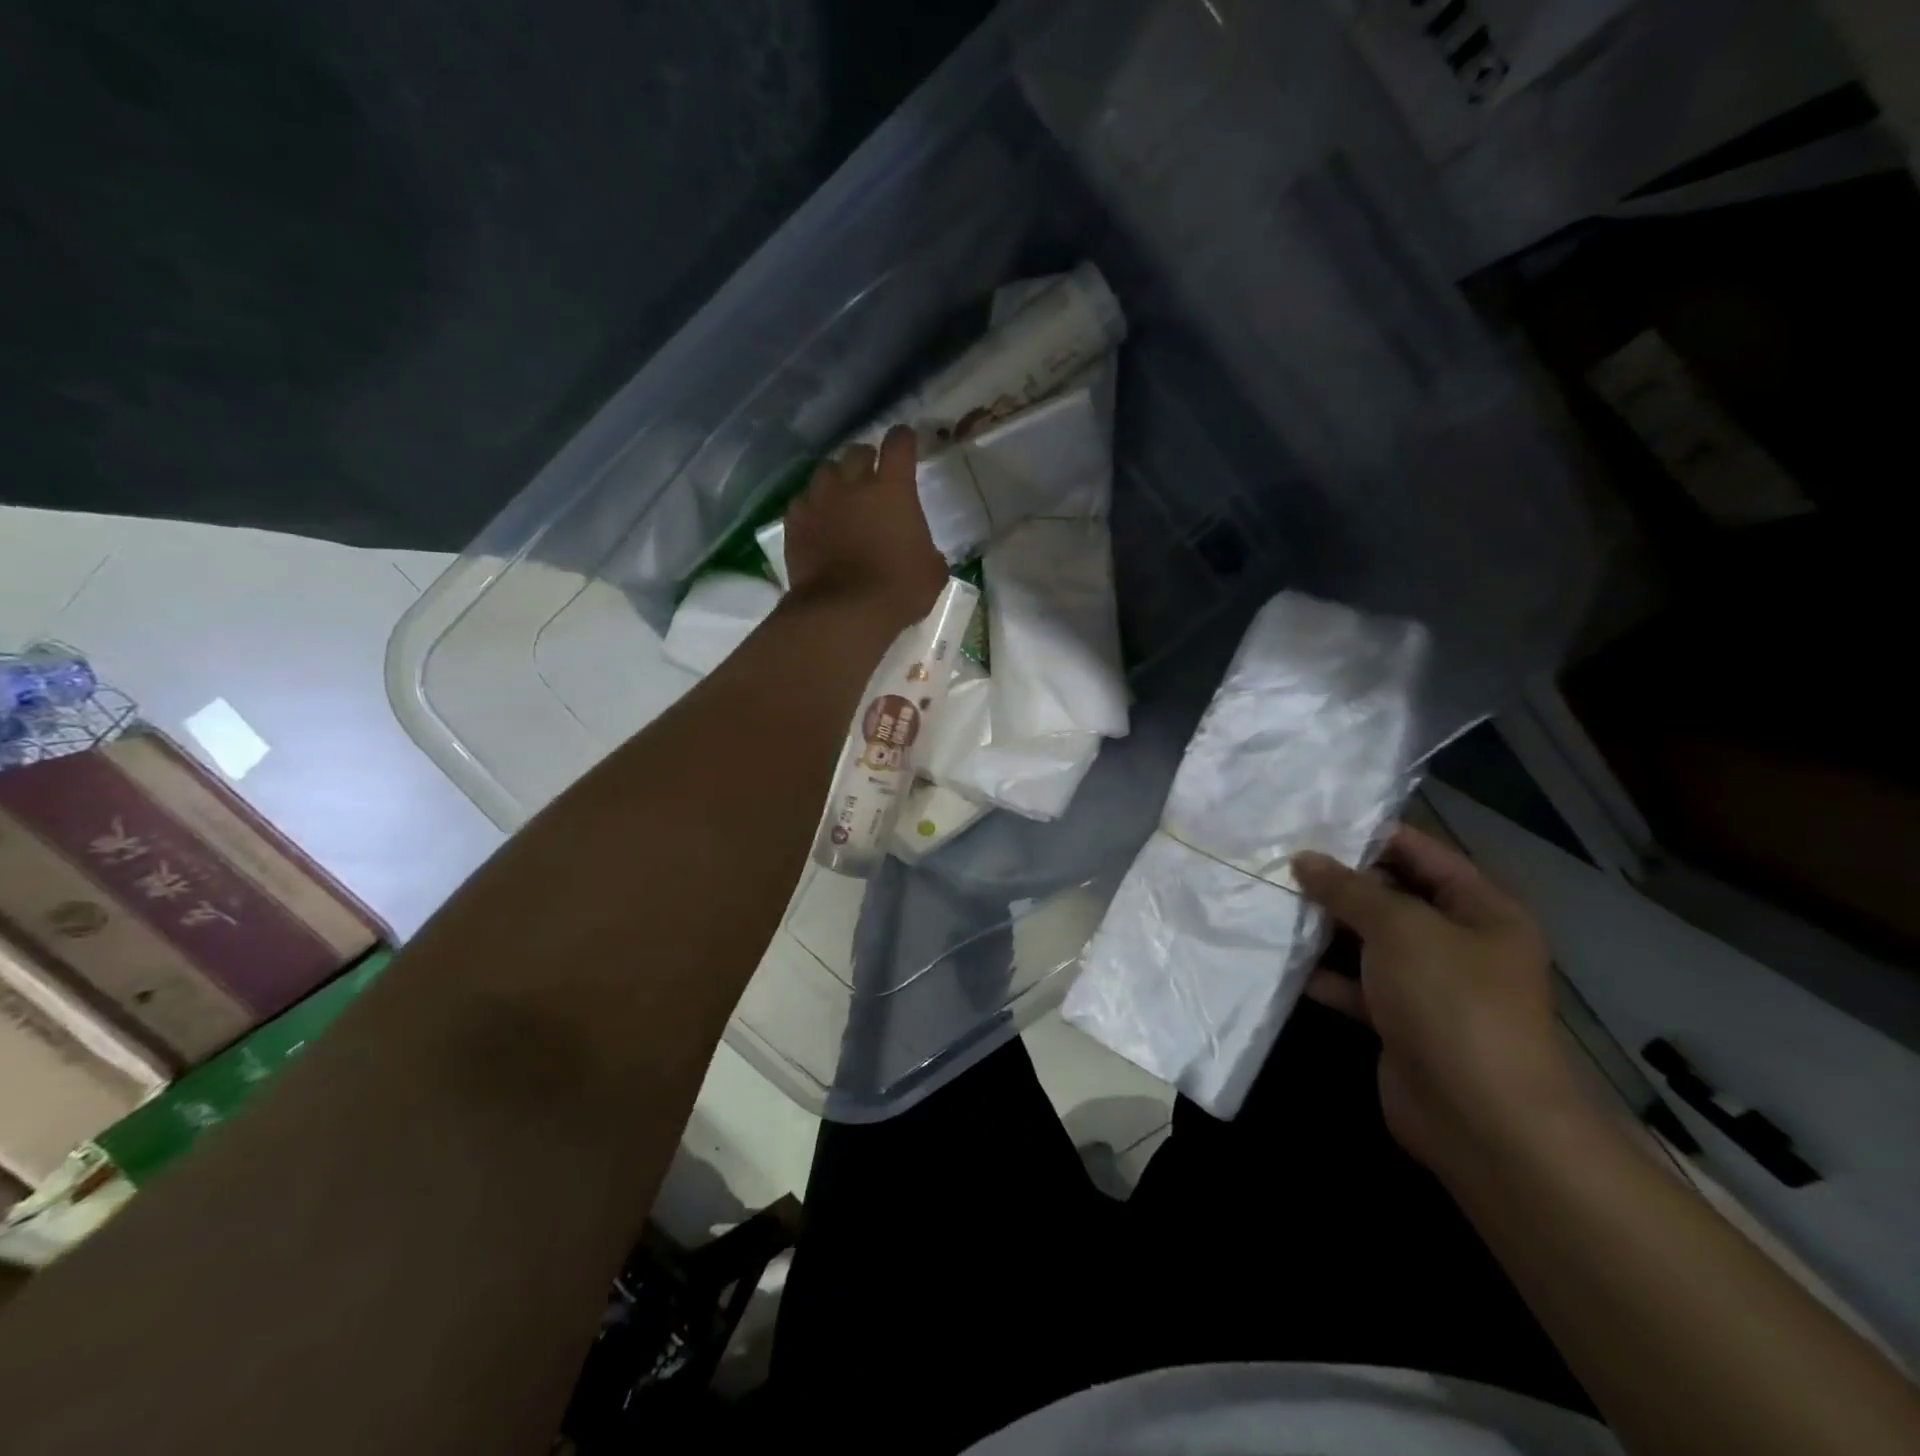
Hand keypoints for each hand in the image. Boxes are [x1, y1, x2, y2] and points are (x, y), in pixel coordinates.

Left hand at [783, 426, 946, 629]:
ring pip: (825, 471)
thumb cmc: (897, 590)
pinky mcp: (795, 523)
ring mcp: (819, 501)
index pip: (899, 444)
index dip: (904, 440)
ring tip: (840, 495)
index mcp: (893, 489)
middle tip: (872, 475)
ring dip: (835, 479)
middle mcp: (853, 484)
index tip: (906, 441)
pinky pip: (802, 502)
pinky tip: (817, 522)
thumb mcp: (932, 573)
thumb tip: (923, 551)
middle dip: (867, 459)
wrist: (843, 612)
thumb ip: (927, 550)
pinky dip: (811, 507)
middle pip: (857, 451)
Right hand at [1293, 825, 1584, 1178]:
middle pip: (1392, 896)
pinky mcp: (1399, 1022)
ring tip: (1269, 901)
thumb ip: (1349, 889)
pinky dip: (1323, 974)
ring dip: (1324, 927)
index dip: (1372, 836)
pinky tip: (1281, 959)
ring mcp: (1428, 985)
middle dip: (1339, 882)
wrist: (1480, 1117)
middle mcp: (1458, 943)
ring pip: (1368, 942)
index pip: (1423, 854)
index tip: (1313, 822)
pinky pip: (1356, 985)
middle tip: (1278, 861)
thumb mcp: (1400, 928)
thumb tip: (1305, 859)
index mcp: (1481, 910)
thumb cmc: (1451, 1001)